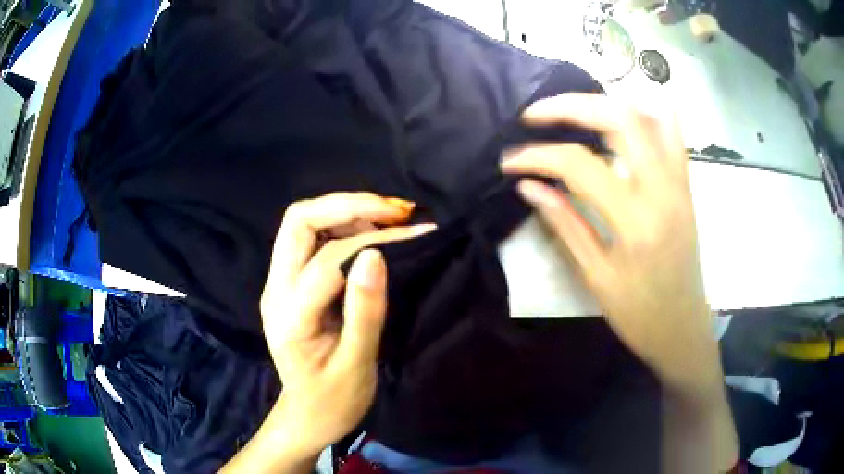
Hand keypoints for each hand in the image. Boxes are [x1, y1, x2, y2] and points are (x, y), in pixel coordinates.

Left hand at [259, 193, 434, 457]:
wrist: (307, 415)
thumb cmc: (334, 400)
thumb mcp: (356, 364)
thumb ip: (364, 311)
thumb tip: (377, 254)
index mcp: (289, 315)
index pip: (328, 260)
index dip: (374, 240)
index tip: (417, 233)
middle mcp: (275, 289)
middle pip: (298, 221)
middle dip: (348, 205)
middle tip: (395, 212)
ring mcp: (278, 283)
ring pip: (302, 223)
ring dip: (346, 211)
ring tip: (390, 219)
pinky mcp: (288, 283)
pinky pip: (309, 238)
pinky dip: (341, 225)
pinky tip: (371, 232)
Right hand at [501, 94, 718, 395]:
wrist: (683, 328)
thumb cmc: (639, 315)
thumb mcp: (596, 277)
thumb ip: (564, 224)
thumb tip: (529, 186)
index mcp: (636, 222)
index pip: (579, 165)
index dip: (538, 156)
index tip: (510, 161)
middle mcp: (662, 190)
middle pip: (619, 119)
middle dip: (570, 106)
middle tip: (536, 114)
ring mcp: (679, 183)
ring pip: (647, 116)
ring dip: (605, 103)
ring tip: (573, 110)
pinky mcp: (686, 185)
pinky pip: (672, 133)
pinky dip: (645, 113)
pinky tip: (622, 115)